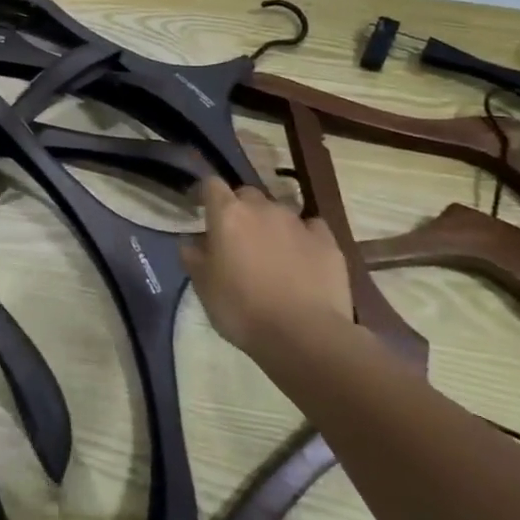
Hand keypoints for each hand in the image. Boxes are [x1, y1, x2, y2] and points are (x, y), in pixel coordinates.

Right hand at [182, 177, 351, 352]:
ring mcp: (298, 223)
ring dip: (271, 225)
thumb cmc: (242, 309)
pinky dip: (304, 237)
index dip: (206, 195)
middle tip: (237, 239)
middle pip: (247, 195)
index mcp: (228, 214)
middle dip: (241, 210)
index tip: (202, 210)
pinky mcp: (328, 241)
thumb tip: (191, 243)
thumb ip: (193, 257)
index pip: (212, 185)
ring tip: (271, 254)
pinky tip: (303, 258)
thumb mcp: (203, 287)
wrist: (304, 335)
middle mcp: (263, 209)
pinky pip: (311, 228)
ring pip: (279, 212)